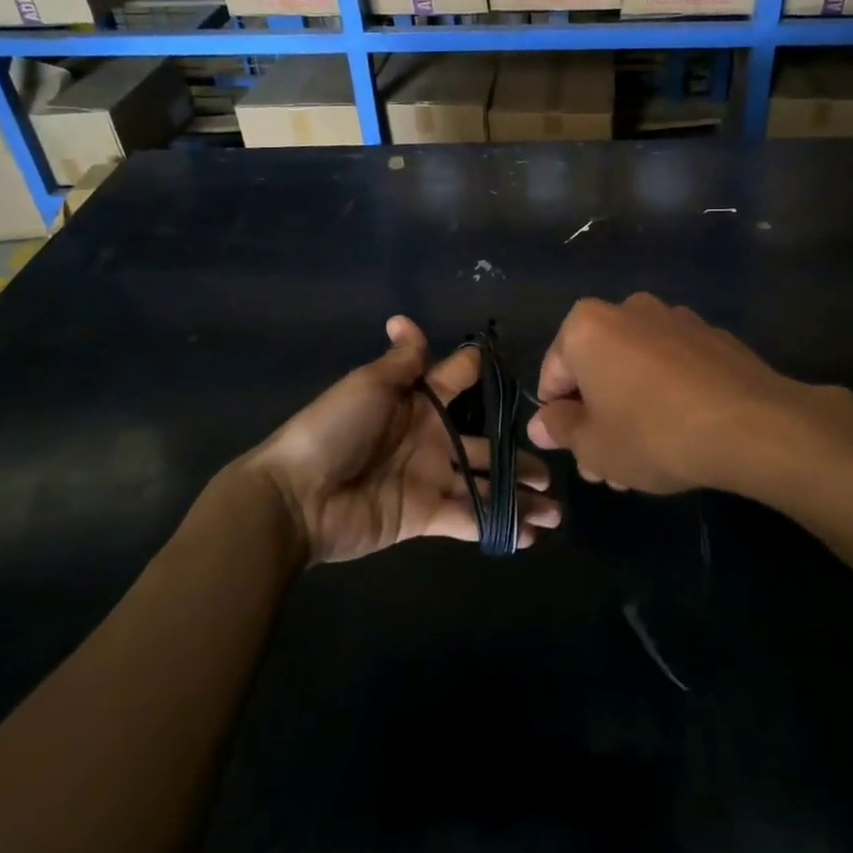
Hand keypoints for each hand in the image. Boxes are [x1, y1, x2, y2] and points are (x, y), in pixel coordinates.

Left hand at [252, 316, 557, 563]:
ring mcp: (429, 479)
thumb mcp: (368, 385)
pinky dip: (499, 526)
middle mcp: (430, 439)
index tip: (519, 373)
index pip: (458, 382)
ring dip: (518, 497)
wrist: (297, 496)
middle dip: (517, 455)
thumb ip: (401, 361)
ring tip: (554, 508)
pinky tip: (531, 534)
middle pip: (484, 444)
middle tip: (554, 467)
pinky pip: (469, 517)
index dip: (484, 376)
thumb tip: (404, 318)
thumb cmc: (334, 430)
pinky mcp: (425, 516)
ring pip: (484, 485)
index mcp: (417, 402)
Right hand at [526, 292, 852, 496]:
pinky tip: (679, 435)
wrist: (751, 424)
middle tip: (607, 467)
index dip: (557, 419)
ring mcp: (675, 319)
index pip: (553, 374)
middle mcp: (628, 310)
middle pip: (596, 370)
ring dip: (629, 410)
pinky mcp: (711, 336)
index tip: (575, 452)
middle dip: (597, 419)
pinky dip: (665, 394)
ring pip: (634, 370)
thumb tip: (543, 422)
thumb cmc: (653, 433)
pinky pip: (671, 367)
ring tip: (643, 461)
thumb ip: (560, 429)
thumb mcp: (593, 445)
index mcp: (587, 326)